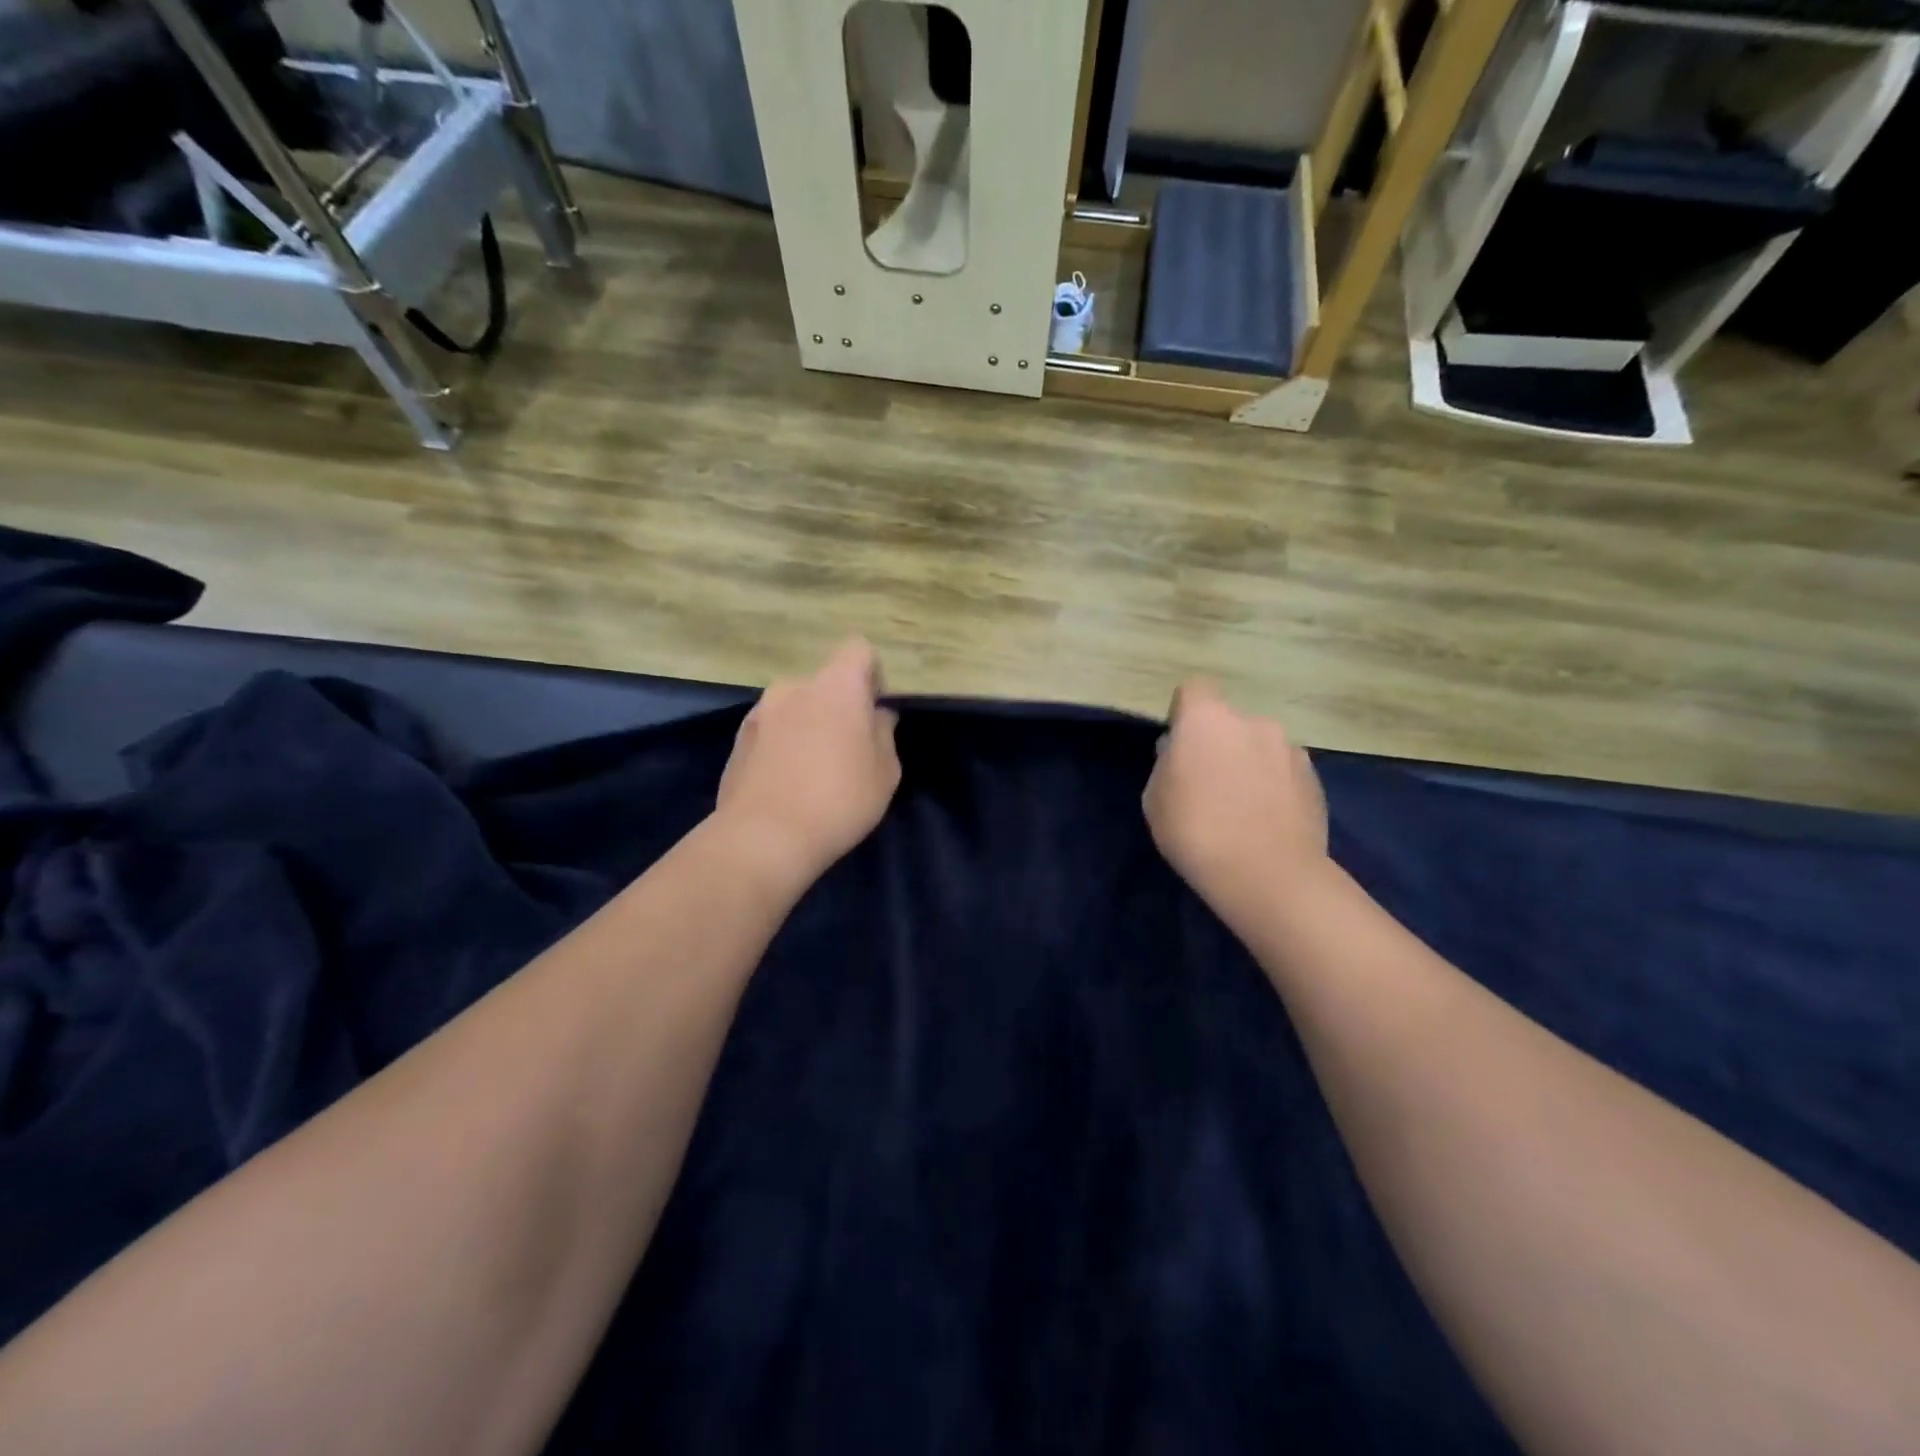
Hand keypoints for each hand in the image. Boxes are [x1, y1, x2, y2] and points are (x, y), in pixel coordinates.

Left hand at [716, 638, 900, 883]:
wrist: (763, 838)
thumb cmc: (839, 800)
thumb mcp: (885, 772)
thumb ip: (883, 733)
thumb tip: (876, 716)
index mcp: (836, 686)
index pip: (858, 649)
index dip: (871, 675)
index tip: (873, 712)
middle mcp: (794, 687)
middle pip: (825, 683)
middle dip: (838, 707)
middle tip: (847, 751)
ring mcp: (760, 712)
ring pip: (796, 708)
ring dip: (808, 726)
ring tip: (813, 773)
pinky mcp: (739, 740)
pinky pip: (772, 731)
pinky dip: (783, 746)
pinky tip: (787, 784)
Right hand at [1143, 678, 1327, 908]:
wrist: (1268, 875)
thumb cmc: (1195, 832)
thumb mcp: (1155, 799)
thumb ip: (1167, 765)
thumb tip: (1182, 756)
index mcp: (1207, 719)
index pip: (1194, 688)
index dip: (1184, 712)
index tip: (1179, 745)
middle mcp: (1253, 722)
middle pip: (1229, 721)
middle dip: (1218, 743)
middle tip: (1208, 783)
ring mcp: (1290, 748)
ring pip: (1259, 745)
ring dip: (1249, 763)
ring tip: (1242, 807)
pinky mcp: (1315, 777)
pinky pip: (1283, 770)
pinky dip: (1273, 785)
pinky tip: (1266, 820)